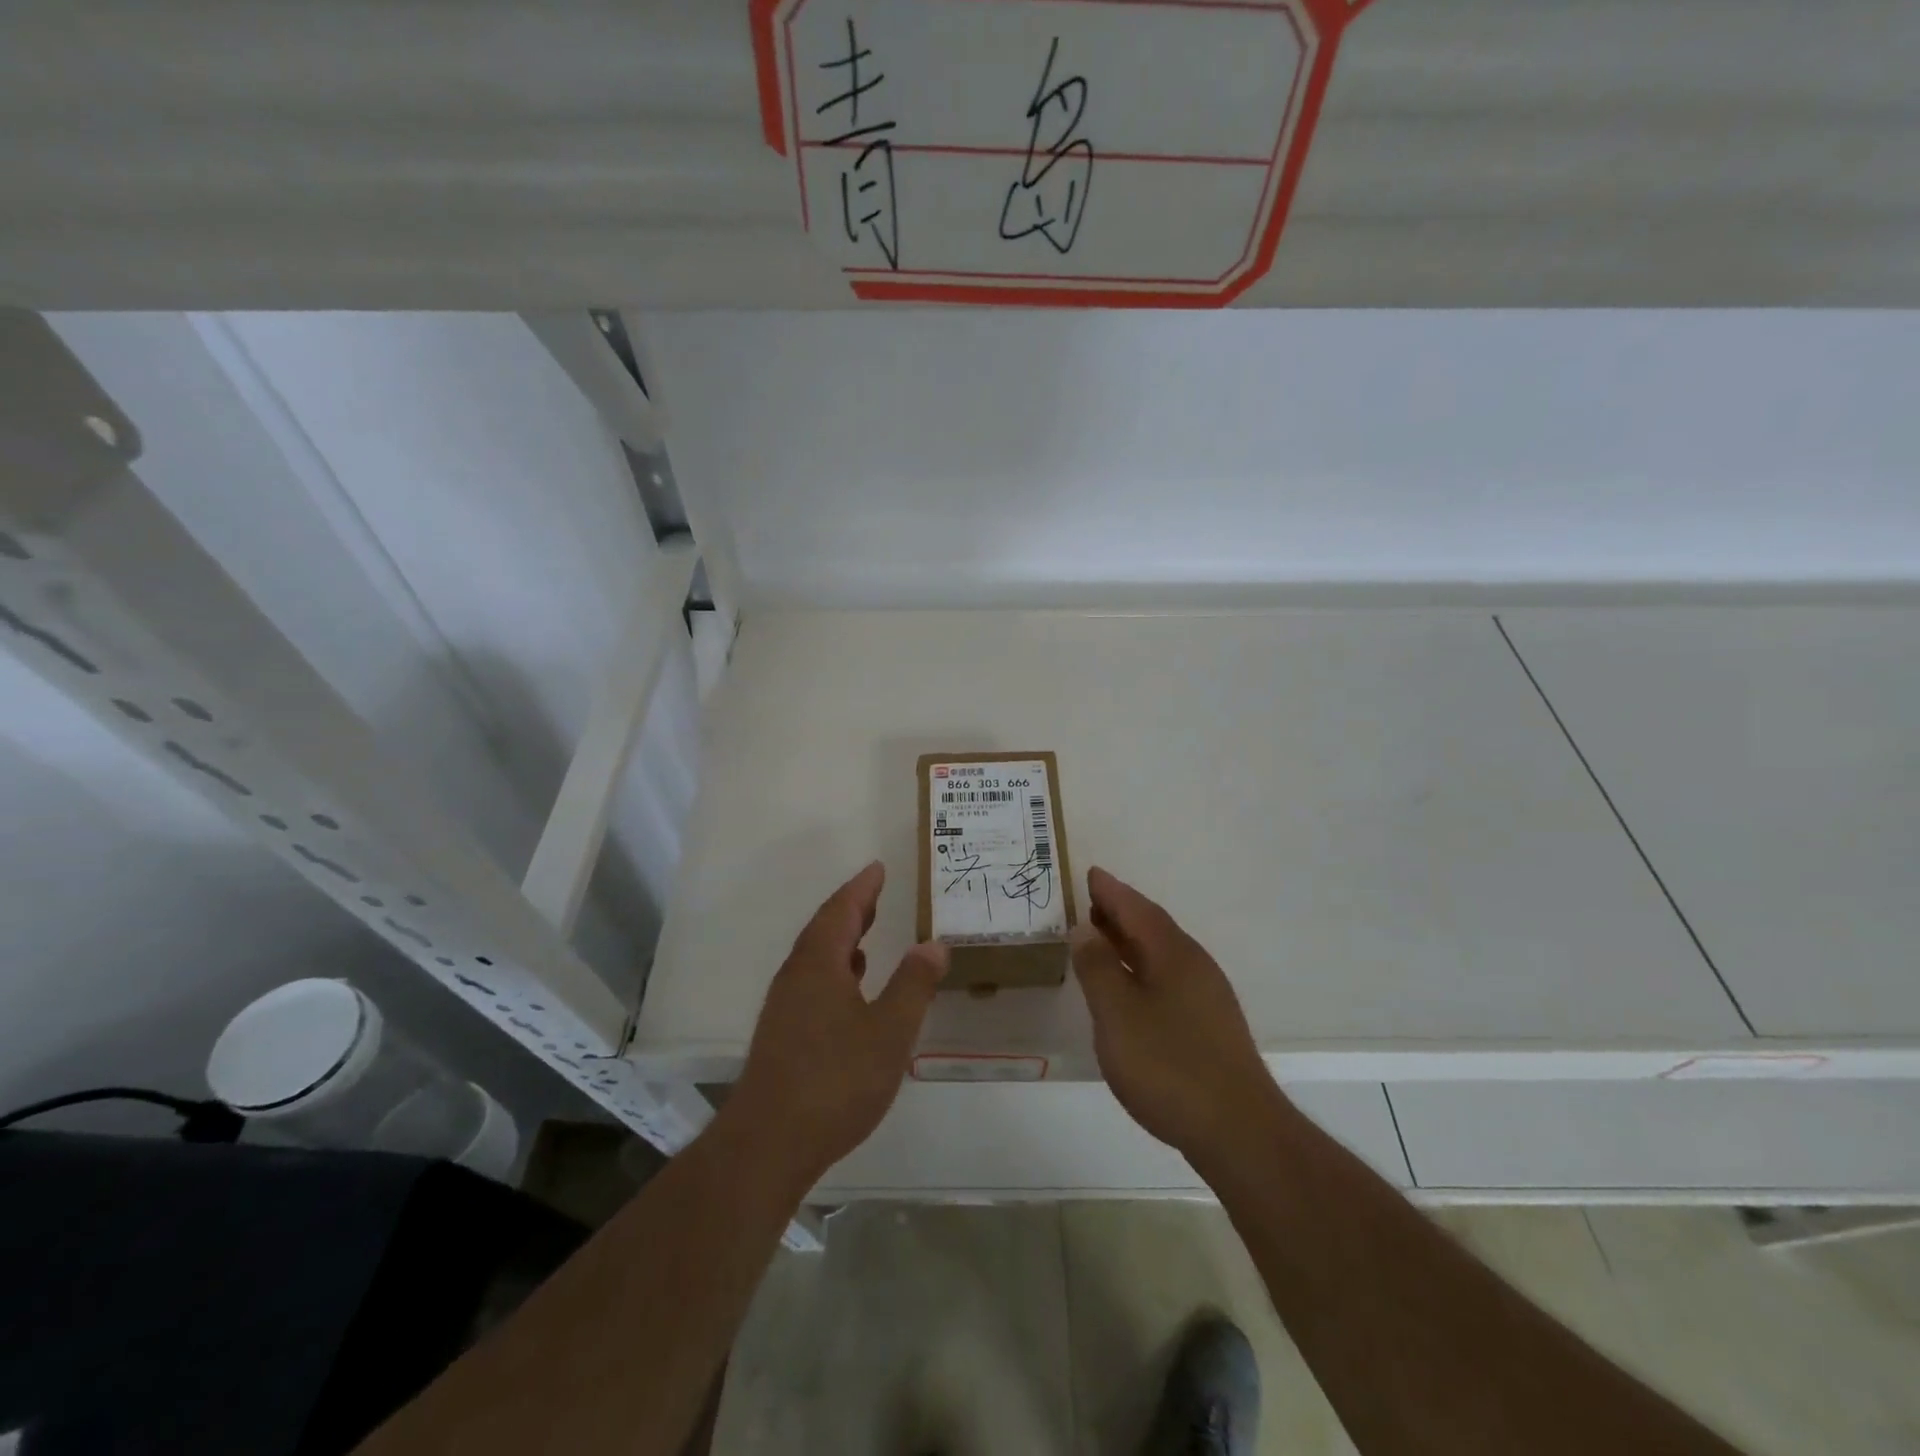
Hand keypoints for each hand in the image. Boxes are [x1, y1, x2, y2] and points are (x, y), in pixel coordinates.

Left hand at [730, 862, 946, 1186]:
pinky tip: (849, 988)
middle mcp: (796, 976)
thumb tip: (934, 944)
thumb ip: (913, 985)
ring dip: (841, 938)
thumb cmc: (835, 1081)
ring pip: (815, 956)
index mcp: (819, 964)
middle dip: (851, 908)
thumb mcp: (889, 1032)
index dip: (862, 887)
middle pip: (823, 928)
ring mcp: (784, 1006)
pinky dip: (834, 968)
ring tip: (866, 932)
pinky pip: (811, 980)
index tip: (877, 867)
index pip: (841, 910)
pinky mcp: (782, 1033)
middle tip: (875, 892)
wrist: (768, 1143)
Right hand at [1072, 866, 1280, 1163]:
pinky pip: (1168, 977)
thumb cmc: (1168, 1065)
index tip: (1089, 874)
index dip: (1111, 891)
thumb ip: (1098, 968)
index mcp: (1172, 954)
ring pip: (1162, 954)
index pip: (1136, 909)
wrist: (1238, 1131)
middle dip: (1120, 912)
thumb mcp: (1117, 1014)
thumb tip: (1084, 928)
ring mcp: (1207, 996)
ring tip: (1101, 941)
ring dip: (1130, 941)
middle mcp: (1194, 965)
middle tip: (1088, 904)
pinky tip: (1131, 989)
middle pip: (1152, 927)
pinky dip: (1143, 968)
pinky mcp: (1211, 1025)